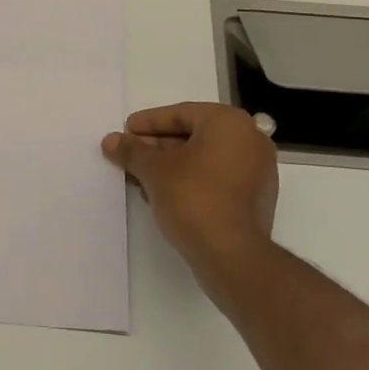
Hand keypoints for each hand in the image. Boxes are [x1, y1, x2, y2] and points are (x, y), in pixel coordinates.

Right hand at [103, 103, 278, 294]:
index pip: (180, 114)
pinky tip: (164, 195)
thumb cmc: (193, 198)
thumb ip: (132, 151)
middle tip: (130, 156)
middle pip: (193, 135)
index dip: (148, 123)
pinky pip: (217, 178)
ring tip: (141, 178)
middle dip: (158, 147)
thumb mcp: (154, 170)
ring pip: (204, 158)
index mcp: (229, 122)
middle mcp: (250, 139)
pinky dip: (191, 181)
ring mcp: (258, 170)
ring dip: (171, 166)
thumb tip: (110, 140)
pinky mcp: (256, 198)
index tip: (125, 132)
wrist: (232, 255)